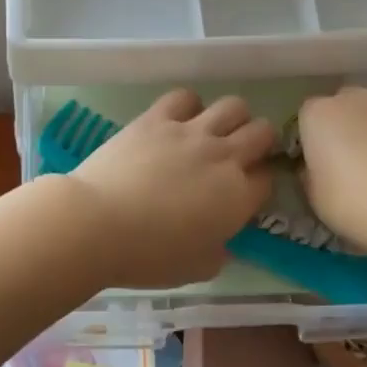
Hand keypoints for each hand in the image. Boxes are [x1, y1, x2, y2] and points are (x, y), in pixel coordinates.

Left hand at [66, 90, 275, 288]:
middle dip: (259, 142)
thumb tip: (220, 241)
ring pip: (233, 106)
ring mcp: (191, 132)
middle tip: (239, 155)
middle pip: (262, 132)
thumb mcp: (197, 269)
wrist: (98, 224)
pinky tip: (178, 119)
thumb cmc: (149, 256)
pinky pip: (185, 97)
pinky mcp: (157, 118)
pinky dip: (188, 105)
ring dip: (231, 118)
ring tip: (213, 132)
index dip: (259, 183)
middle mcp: (223, 156)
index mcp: (238, 197)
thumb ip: (218, 252)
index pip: (268, 178)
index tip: (245, 191)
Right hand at [297, 87, 366, 255]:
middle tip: (360, 164)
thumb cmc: (356, 205)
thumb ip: (311, 171)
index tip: (324, 165)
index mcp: (319, 114)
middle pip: (348, 106)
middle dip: (350, 126)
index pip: (310, 117)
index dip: (316, 139)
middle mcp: (356, 96)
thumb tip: (318, 166)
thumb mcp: (314, 197)